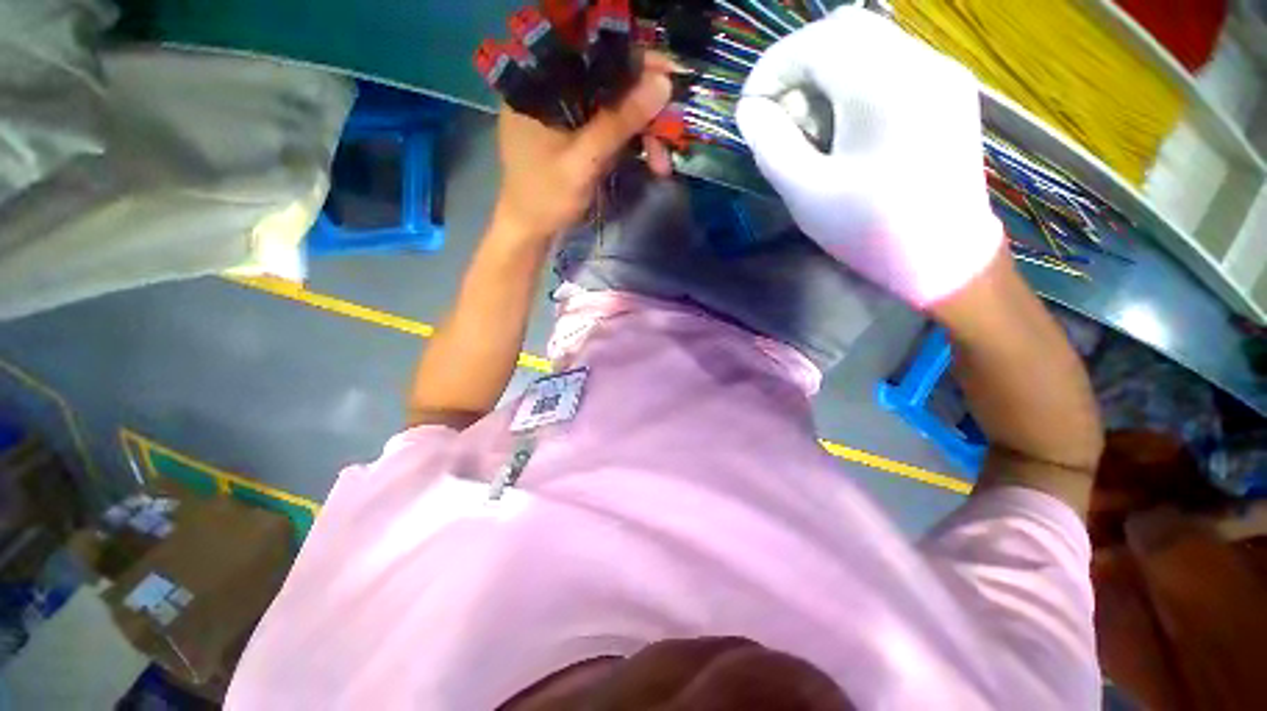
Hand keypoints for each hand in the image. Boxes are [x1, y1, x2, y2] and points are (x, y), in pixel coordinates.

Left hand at [494, 52, 674, 239]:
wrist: (531, 231)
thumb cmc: (546, 198)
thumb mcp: (583, 162)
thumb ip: (618, 123)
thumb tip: (662, 84)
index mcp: (539, 85)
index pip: (592, 55)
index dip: (634, 62)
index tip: (669, 75)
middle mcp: (550, 91)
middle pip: (606, 83)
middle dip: (643, 108)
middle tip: (672, 128)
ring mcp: (564, 114)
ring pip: (611, 107)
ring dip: (641, 132)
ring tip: (662, 162)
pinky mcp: (575, 135)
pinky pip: (608, 127)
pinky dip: (630, 142)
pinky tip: (649, 159)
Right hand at [735, 7, 1002, 307]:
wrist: (944, 258)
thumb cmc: (870, 231)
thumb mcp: (806, 193)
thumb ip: (771, 145)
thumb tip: (750, 110)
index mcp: (887, 88)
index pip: (817, 42)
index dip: (773, 68)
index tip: (751, 108)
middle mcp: (922, 63)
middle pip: (845, 30)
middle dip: (798, 67)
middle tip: (780, 116)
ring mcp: (941, 73)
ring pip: (867, 43)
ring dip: (825, 76)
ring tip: (811, 128)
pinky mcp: (947, 91)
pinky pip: (889, 63)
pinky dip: (852, 83)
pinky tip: (844, 127)